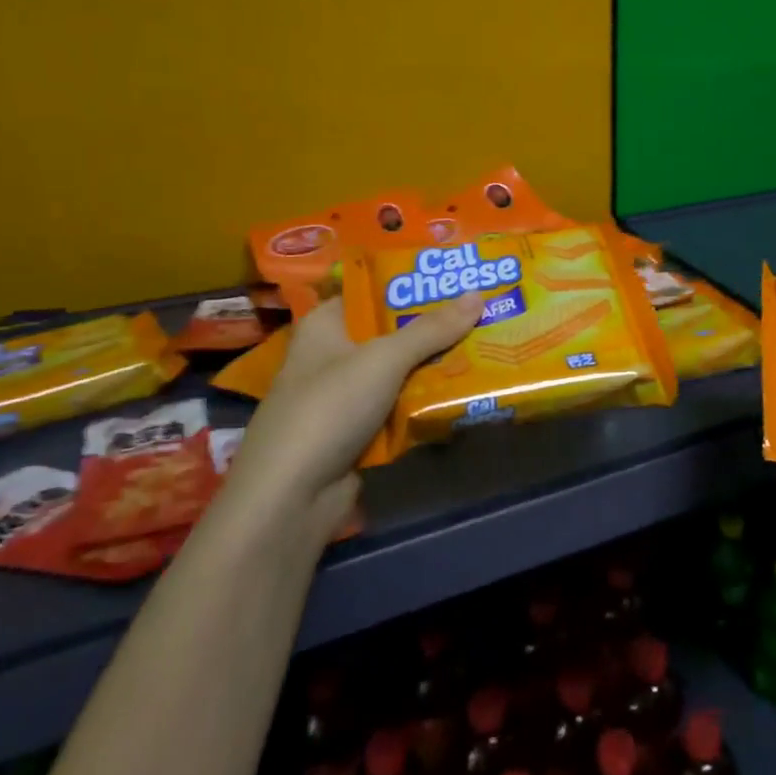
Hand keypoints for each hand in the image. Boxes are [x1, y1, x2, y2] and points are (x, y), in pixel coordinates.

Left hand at [220, 295, 484, 535]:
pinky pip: (399, 406)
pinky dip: (425, 401)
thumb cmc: (329, 408)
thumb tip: (478, 294)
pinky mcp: (357, 433)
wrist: (291, 499)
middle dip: (433, 325)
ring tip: (485, 344)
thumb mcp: (384, 359)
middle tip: (483, 308)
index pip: (370, 290)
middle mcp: (332, 355)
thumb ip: (431, 329)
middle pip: (391, 331)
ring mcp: (344, 397)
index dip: (410, 282)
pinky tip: (464, 390)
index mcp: (325, 325)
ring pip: (399, 371)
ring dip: (434, 365)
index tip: (455, 275)